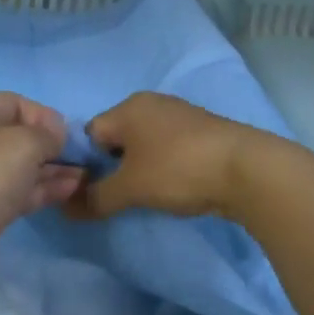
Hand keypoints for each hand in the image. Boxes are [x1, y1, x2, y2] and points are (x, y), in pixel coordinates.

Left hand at [0, 92, 82, 286]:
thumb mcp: (24, 142)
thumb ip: (48, 134)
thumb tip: (55, 138)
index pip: (14, 103)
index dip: (44, 115)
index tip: (67, 136)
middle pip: (17, 136)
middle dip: (50, 145)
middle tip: (80, 157)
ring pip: (19, 166)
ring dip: (51, 169)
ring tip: (83, 175)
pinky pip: (17, 191)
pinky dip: (42, 189)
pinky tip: (70, 189)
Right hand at [65, 92, 270, 220]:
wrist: (247, 170)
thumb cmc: (178, 170)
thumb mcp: (130, 188)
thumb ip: (95, 199)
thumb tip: (66, 210)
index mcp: (129, 107)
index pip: (90, 133)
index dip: (86, 164)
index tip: (94, 191)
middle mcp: (152, 104)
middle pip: (117, 137)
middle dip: (114, 167)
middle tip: (120, 195)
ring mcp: (181, 116)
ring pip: (145, 144)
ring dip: (141, 168)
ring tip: (148, 194)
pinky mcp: (203, 132)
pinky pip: (169, 149)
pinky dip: (165, 167)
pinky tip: (174, 186)